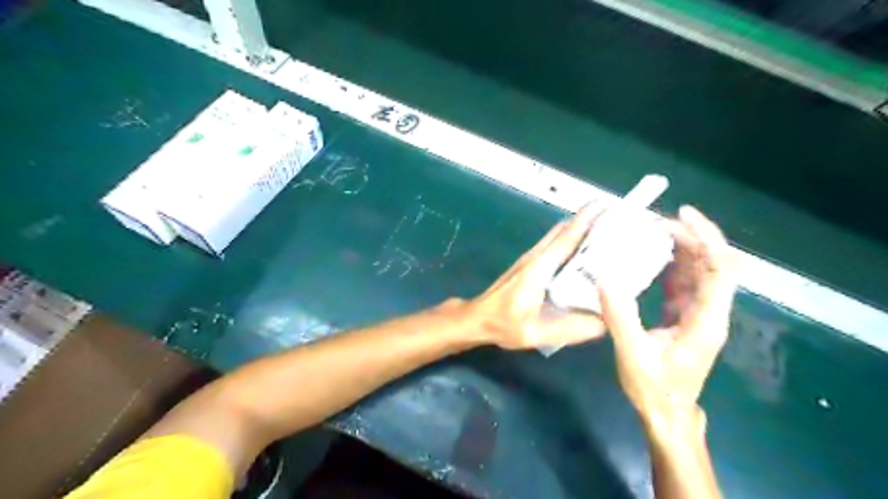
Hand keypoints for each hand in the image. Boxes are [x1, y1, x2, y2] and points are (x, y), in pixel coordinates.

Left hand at [461, 204, 606, 350]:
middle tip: (616, 218)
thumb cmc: (503, 324)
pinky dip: (570, 240)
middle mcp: (536, 257)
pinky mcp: (529, 264)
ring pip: (558, 235)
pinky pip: (553, 245)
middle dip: (589, 219)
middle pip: (564, 230)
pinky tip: (584, 252)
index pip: (567, 237)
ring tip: (606, 231)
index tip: (608, 206)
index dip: (588, 220)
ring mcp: (531, 259)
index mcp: (539, 268)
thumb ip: (570, 329)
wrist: (478, 318)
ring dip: (580, 228)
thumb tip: (604, 322)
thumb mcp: (536, 333)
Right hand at [600, 205, 738, 428]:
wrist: (666, 414)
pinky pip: (683, 281)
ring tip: (649, 230)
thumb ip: (620, 316)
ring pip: (698, 270)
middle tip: (653, 222)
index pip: (720, 270)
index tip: (681, 216)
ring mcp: (698, 312)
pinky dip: (670, 263)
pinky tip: (648, 254)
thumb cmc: (654, 389)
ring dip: (680, 247)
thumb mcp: (632, 354)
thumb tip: (602, 278)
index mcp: (706, 321)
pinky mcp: (684, 315)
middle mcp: (709, 311)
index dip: (707, 238)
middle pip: (712, 263)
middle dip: (689, 236)